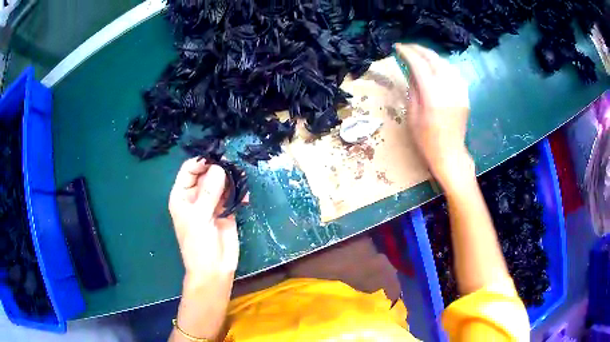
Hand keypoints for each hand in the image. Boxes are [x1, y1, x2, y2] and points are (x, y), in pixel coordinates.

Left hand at [168, 158, 238, 340]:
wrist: (214, 270)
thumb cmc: (198, 245)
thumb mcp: (200, 217)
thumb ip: (209, 192)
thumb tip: (220, 168)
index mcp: (182, 196)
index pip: (189, 170)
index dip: (201, 162)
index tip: (217, 159)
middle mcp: (196, 197)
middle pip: (207, 174)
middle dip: (219, 169)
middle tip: (233, 167)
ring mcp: (212, 203)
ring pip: (221, 183)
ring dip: (232, 180)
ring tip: (242, 180)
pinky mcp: (226, 211)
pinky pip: (232, 196)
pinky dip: (239, 194)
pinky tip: (245, 199)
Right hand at [395, 44, 472, 186]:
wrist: (450, 155)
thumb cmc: (426, 140)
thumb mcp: (412, 116)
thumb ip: (413, 89)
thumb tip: (411, 71)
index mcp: (432, 97)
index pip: (419, 65)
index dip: (407, 53)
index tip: (397, 48)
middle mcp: (448, 90)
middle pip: (434, 60)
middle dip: (419, 49)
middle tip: (407, 47)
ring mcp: (460, 92)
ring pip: (446, 64)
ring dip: (431, 56)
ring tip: (420, 54)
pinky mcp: (465, 96)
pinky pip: (454, 73)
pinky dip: (443, 65)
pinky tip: (436, 66)